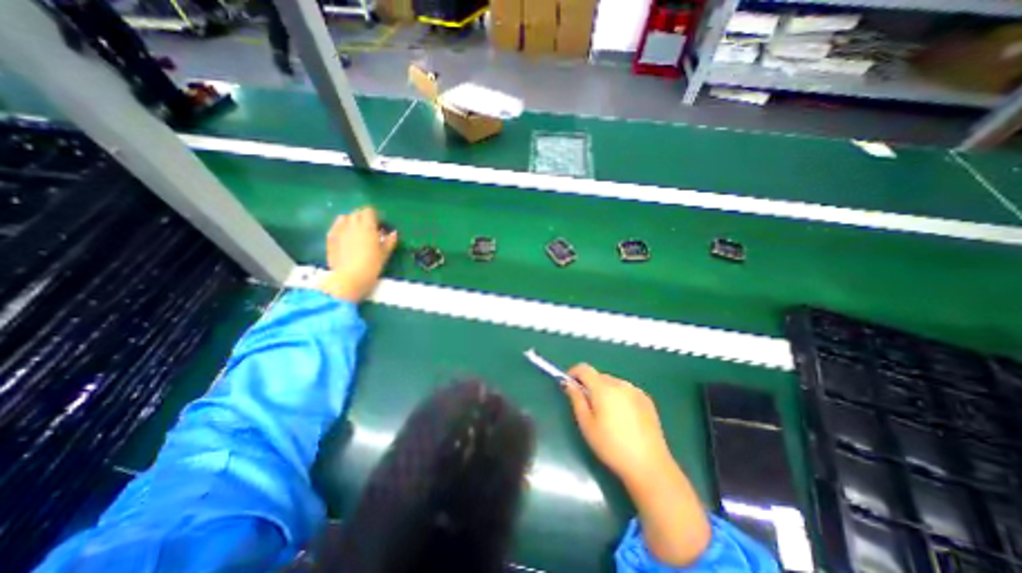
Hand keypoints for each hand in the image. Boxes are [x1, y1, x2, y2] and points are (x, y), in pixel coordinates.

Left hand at [319, 206, 396, 303]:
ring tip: (357, 232)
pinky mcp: (330, 237)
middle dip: (364, 218)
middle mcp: (352, 224)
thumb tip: (393, 233)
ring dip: (352, 221)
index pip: (370, 211)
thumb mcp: (385, 254)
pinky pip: (336, 226)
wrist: (349, 278)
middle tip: (370, 229)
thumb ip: (390, 241)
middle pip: (357, 212)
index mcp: (367, 226)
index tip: (380, 225)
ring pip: (345, 217)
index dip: (376, 216)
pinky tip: (346, 237)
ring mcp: (339, 229)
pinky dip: (342, 228)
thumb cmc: (371, 265)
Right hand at [562, 364, 675, 487]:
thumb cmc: (611, 446)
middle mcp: (620, 383)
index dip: (573, 372)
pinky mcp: (646, 399)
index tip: (569, 385)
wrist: (649, 465)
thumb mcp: (587, 424)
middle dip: (589, 385)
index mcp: (603, 388)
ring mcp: (635, 390)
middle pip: (599, 376)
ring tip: (606, 414)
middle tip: (588, 406)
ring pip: (613, 383)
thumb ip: (576, 399)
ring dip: (605, 391)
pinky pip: (626, 390)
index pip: (584, 368)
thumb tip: (568, 383)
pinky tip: (623, 418)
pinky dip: (619, 396)